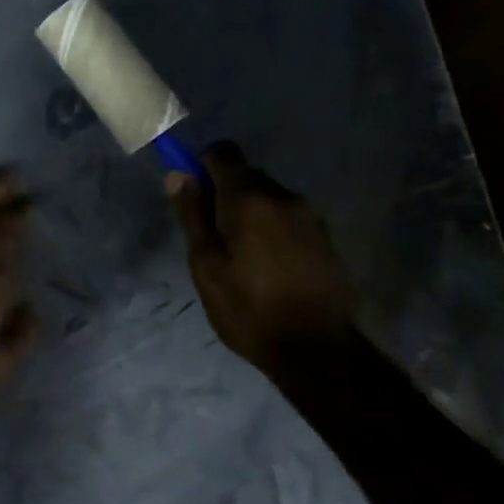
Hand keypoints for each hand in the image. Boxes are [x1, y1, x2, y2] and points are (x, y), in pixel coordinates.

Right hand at [167, 142, 353, 370]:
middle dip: (223, 194)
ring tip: (239, 257)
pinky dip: (270, 229)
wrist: (317, 351)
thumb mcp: (205, 263)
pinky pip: (286, 218)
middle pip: (245, 174)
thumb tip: (178, 174)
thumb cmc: (248, 307)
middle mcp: (284, 196)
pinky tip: (266, 266)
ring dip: (248, 213)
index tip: (191, 195)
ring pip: (267, 198)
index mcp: (250, 197)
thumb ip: (192, 214)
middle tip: (210, 236)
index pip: (222, 152)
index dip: (201, 165)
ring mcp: (310, 217)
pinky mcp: (325, 239)